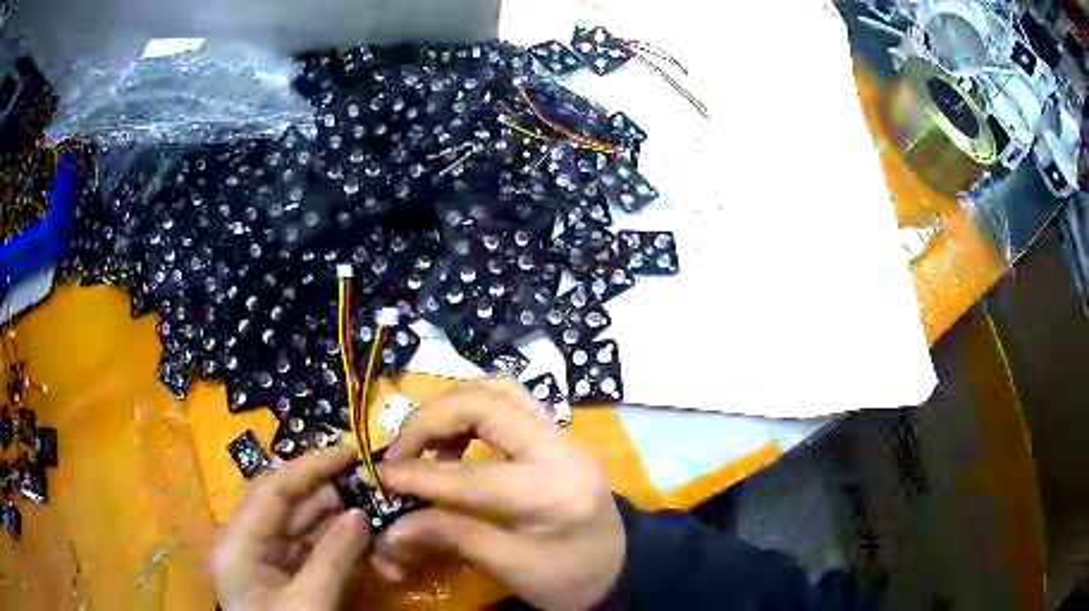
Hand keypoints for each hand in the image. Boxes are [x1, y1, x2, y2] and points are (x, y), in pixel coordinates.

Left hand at [212, 444, 370, 610]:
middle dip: (334, 498)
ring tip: (380, 520)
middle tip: (375, 488)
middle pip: (291, 506)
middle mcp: (248, 540)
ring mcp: (267, 558)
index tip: (349, 450)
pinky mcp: (285, 573)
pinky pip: (314, 550)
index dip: (310, 466)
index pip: (272, 490)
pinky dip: (342, 547)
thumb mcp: (310, 604)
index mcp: (238, 541)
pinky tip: (369, 547)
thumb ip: (333, 557)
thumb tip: (360, 514)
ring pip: (306, 527)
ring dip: (343, 524)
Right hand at [373, 376, 625, 609]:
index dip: (419, 475)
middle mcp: (559, 447)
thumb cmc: (571, 577)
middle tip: (400, 453)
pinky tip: (454, 447)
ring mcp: (560, 434)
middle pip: (486, 402)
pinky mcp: (554, 435)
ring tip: (424, 446)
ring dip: (450, 408)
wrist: (620, 566)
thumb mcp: (513, 568)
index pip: (473, 475)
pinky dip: (469, 412)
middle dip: (430, 420)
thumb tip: (393, 527)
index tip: (382, 477)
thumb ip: (453, 538)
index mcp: (553, 490)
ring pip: (496, 390)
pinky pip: (505, 402)